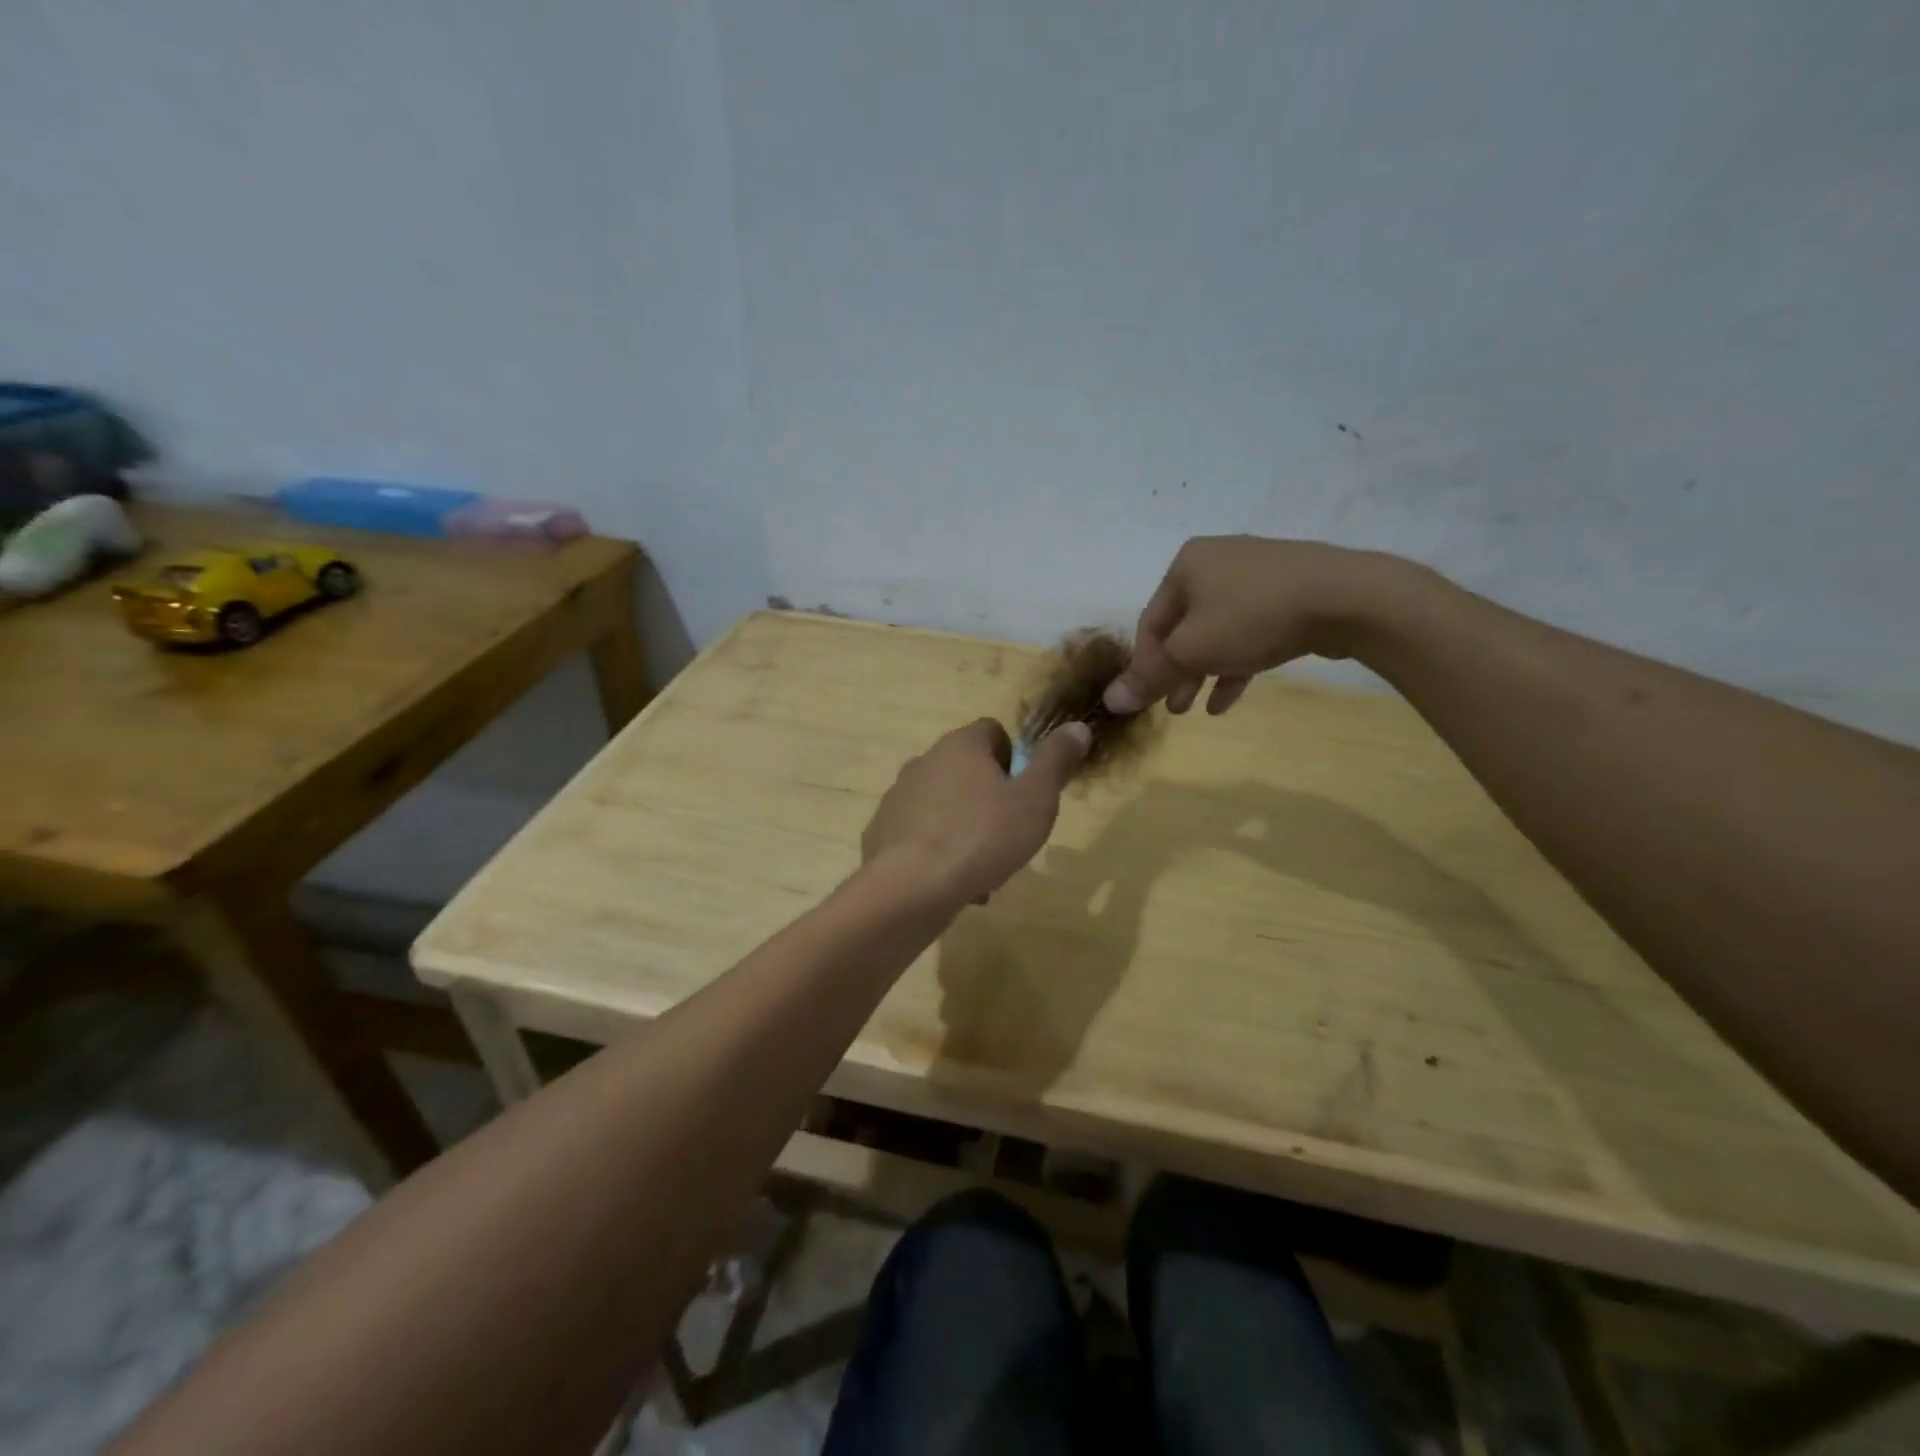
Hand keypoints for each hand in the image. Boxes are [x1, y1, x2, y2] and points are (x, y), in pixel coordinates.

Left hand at [862, 718, 1090, 906]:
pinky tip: (951, 882)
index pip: (992, 731)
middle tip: (1008, 834)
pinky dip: (937, 851)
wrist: (911, 887)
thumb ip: (1056, 761)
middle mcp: (924, 761)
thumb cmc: (982, 836)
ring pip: (943, 805)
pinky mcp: (881, 832)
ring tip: (983, 869)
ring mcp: (897, 796)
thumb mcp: (1035, 799)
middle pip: (966, 770)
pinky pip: (919, 834)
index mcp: (960, 745)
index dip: (1014, 757)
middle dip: (989, 798)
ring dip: (965, 828)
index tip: (1024, 792)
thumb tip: (1077, 726)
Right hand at [1103, 536, 1420, 715]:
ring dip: (1203, 672)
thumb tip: (1110, 701)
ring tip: (1195, 707)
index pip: (1151, 622)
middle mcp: (1216, 562)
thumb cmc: (1252, 618)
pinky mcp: (1289, 592)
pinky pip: (1249, 631)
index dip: (1145, 665)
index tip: (1148, 700)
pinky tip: (1227, 699)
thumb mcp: (1191, 651)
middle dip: (1175, 672)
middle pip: (1183, 627)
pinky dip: (1235, 662)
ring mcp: (1256, 575)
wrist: (1347, 598)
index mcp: (1186, 564)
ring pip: (1216, 632)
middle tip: (1173, 708)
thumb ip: (1149, 677)